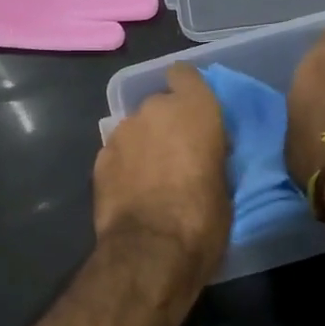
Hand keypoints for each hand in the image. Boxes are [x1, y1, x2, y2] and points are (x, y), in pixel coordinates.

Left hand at [93, 64, 230, 294]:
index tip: (194, 112)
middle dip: (167, 124)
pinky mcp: (99, 158)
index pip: (185, 74)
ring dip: (144, 144)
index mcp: (194, 109)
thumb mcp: (225, 185)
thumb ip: (212, 156)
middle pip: (160, 105)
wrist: (150, 251)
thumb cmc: (203, 217)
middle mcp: (155, 109)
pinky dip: (125, 165)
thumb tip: (204, 157)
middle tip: (178, 155)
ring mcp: (122, 132)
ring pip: (136, 129)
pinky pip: (118, 152)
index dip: (187, 89)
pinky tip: (132, 191)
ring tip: (152, 178)